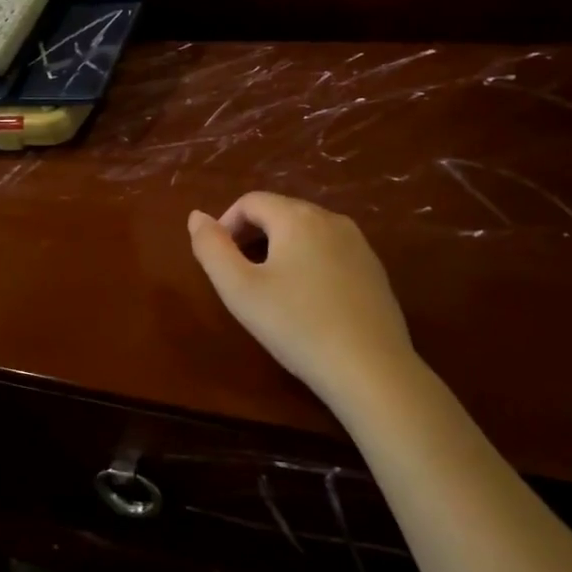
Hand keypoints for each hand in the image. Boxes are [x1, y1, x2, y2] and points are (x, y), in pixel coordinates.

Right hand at [188, 192, 434, 419]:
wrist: (370, 369)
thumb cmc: (296, 325)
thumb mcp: (239, 289)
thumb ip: (211, 248)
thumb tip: (196, 216)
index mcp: (296, 217)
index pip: (250, 202)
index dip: (226, 225)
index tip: (218, 260)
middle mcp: (331, 219)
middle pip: (280, 212)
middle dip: (252, 235)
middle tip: (239, 277)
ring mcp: (359, 243)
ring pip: (307, 232)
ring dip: (280, 249)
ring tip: (270, 289)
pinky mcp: (374, 269)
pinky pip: (330, 251)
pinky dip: (309, 263)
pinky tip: (307, 301)